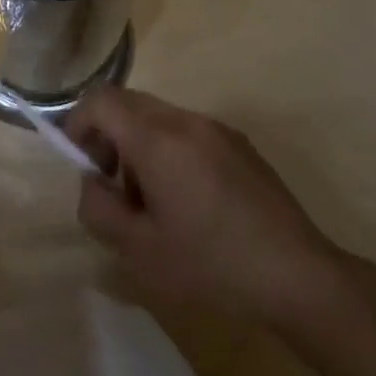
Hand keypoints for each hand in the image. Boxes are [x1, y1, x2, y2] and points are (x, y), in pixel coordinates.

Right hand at [66, 86, 345, 325]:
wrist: (297, 275)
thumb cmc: (210, 265)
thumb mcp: (138, 250)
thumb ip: (98, 208)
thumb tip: (94, 181)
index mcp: (157, 139)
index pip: (100, 100)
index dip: (78, 124)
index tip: (84, 164)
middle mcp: (186, 121)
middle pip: (128, 103)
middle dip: (108, 135)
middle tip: (115, 186)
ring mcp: (216, 129)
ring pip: (157, 116)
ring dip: (139, 144)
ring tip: (153, 199)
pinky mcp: (239, 143)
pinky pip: (187, 130)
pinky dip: (169, 149)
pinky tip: (189, 201)